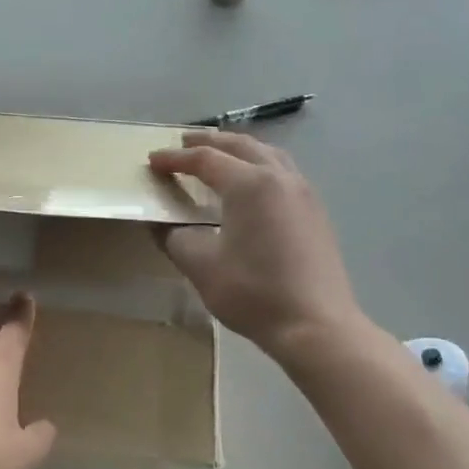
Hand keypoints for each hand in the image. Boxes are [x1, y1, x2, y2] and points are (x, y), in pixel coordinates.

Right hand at [149, 131, 368, 363]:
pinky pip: (283, 172)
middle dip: (209, 142)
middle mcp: (279, 178)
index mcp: (249, 185)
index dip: (175, 159)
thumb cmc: (253, 293)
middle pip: (241, 146)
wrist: (315, 325)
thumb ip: (176, 239)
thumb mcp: (201, 266)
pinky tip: (250, 184)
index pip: (205, 160)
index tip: (152, 161)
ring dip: (238, 149)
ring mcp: (303, 193)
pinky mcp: (314, 212)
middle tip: (183, 143)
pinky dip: (259, 165)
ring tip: (217, 155)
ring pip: (267, 155)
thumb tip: (164, 226)